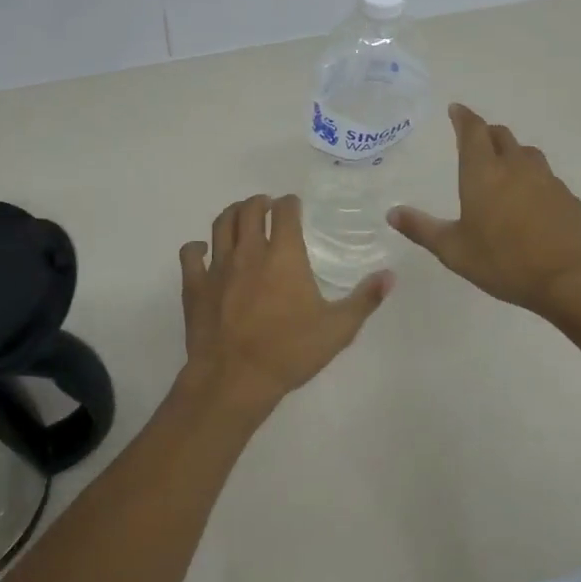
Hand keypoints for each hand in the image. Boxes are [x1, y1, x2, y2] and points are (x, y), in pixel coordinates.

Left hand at [178, 194, 391, 415]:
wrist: (235, 378)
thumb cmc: (289, 351)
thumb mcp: (338, 329)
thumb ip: (364, 300)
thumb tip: (390, 276)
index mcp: (283, 255)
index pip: (285, 211)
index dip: (290, 203)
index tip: (294, 206)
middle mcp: (249, 251)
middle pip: (250, 209)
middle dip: (260, 202)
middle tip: (267, 208)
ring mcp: (218, 266)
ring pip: (221, 224)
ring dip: (232, 214)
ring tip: (240, 218)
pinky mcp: (195, 285)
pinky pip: (191, 254)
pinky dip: (197, 247)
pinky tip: (203, 251)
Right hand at [389, 103, 580, 320]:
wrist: (571, 280)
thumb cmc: (504, 262)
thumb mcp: (454, 250)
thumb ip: (422, 229)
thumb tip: (392, 213)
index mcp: (483, 173)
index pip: (473, 131)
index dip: (463, 117)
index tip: (456, 109)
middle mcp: (515, 167)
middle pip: (500, 135)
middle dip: (485, 133)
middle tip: (475, 140)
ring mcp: (546, 180)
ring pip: (526, 153)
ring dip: (511, 152)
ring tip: (502, 167)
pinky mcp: (567, 197)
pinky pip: (546, 176)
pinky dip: (532, 177)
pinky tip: (529, 199)